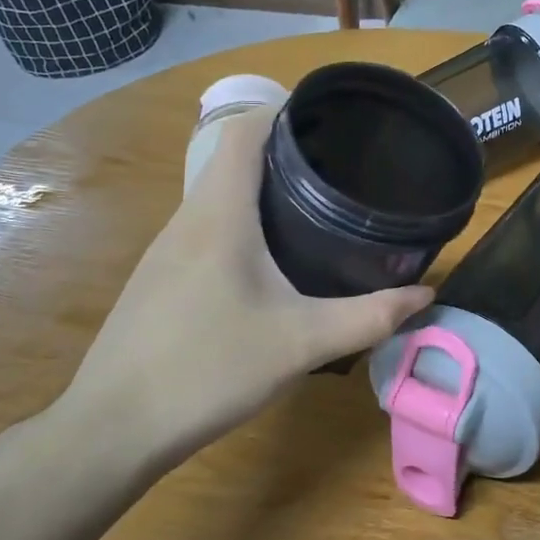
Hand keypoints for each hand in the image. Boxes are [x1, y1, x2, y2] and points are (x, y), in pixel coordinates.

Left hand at [58, 108, 432, 462]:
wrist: (114, 427)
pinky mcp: (160, 278)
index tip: (332, 124)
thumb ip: (369, 317)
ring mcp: (166, 249)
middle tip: (342, 170)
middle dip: (287, 153)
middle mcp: (188, 219)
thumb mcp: (302, 342)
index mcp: (219, 214)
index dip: (284, 113)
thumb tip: (425, 296)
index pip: (243, 129)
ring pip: (219, 196)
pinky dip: (244, 223)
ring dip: (263, 190)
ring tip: (317, 207)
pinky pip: (208, 228)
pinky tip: (272, 261)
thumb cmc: (209, 369)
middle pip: (233, 158)